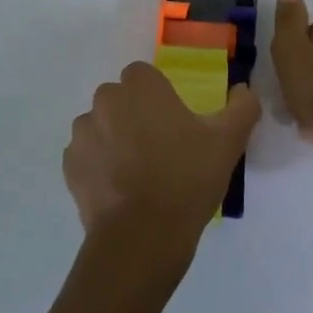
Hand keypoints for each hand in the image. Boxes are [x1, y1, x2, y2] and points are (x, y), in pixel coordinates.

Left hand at [63, 61, 260, 257]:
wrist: (142, 236)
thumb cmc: (186, 179)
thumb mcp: (228, 142)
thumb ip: (242, 107)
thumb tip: (243, 89)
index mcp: (140, 87)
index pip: (144, 76)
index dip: (158, 96)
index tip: (174, 122)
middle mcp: (105, 101)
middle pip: (119, 99)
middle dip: (134, 116)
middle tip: (159, 149)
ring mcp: (83, 134)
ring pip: (100, 126)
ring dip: (114, 139)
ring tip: (138, 174)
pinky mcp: (70, 166)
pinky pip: (86, 156)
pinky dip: (99, 166)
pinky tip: (120, 190)